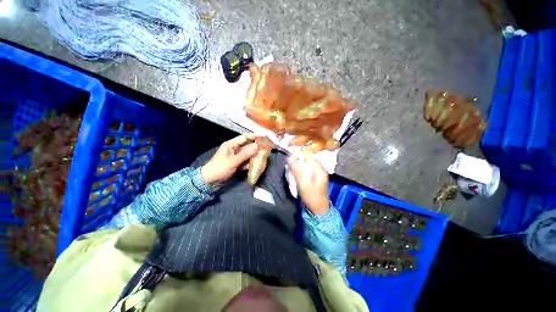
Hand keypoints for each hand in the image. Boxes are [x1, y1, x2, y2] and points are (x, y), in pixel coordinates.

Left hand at [201, 133, 259, 183]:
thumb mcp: (233, 161)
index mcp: (231, 145)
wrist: (210, 180)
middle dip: (256, 147)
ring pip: (247, 153)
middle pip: (247, 145)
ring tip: (262, 157)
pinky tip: (254, 165)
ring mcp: (235, 156)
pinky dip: (250, 162)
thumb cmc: (219, 168)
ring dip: (254, 155)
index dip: (254, 136)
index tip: (264, 136)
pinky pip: (245, 160)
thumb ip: (245, 154)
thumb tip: (257, 146)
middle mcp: (234, 149)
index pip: (245, 137)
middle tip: (266, 148)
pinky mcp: (236, 162)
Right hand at [287, 151, 329, 214]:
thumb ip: (297, 171)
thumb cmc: (312, 198)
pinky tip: (296, 172)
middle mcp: (320, 169)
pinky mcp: (315, 176)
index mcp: (320, 169)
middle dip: (298, 159)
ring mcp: (318, 173)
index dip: (299, 154)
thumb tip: (290, 158)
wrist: (319, 210)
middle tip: (289, 163)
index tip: (289, 157)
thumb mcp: (303, 184)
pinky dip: (301, 168)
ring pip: (307, 163)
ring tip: (291, 167)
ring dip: (299, 164)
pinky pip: (307, 168)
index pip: (309, 156)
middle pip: (308, 158)